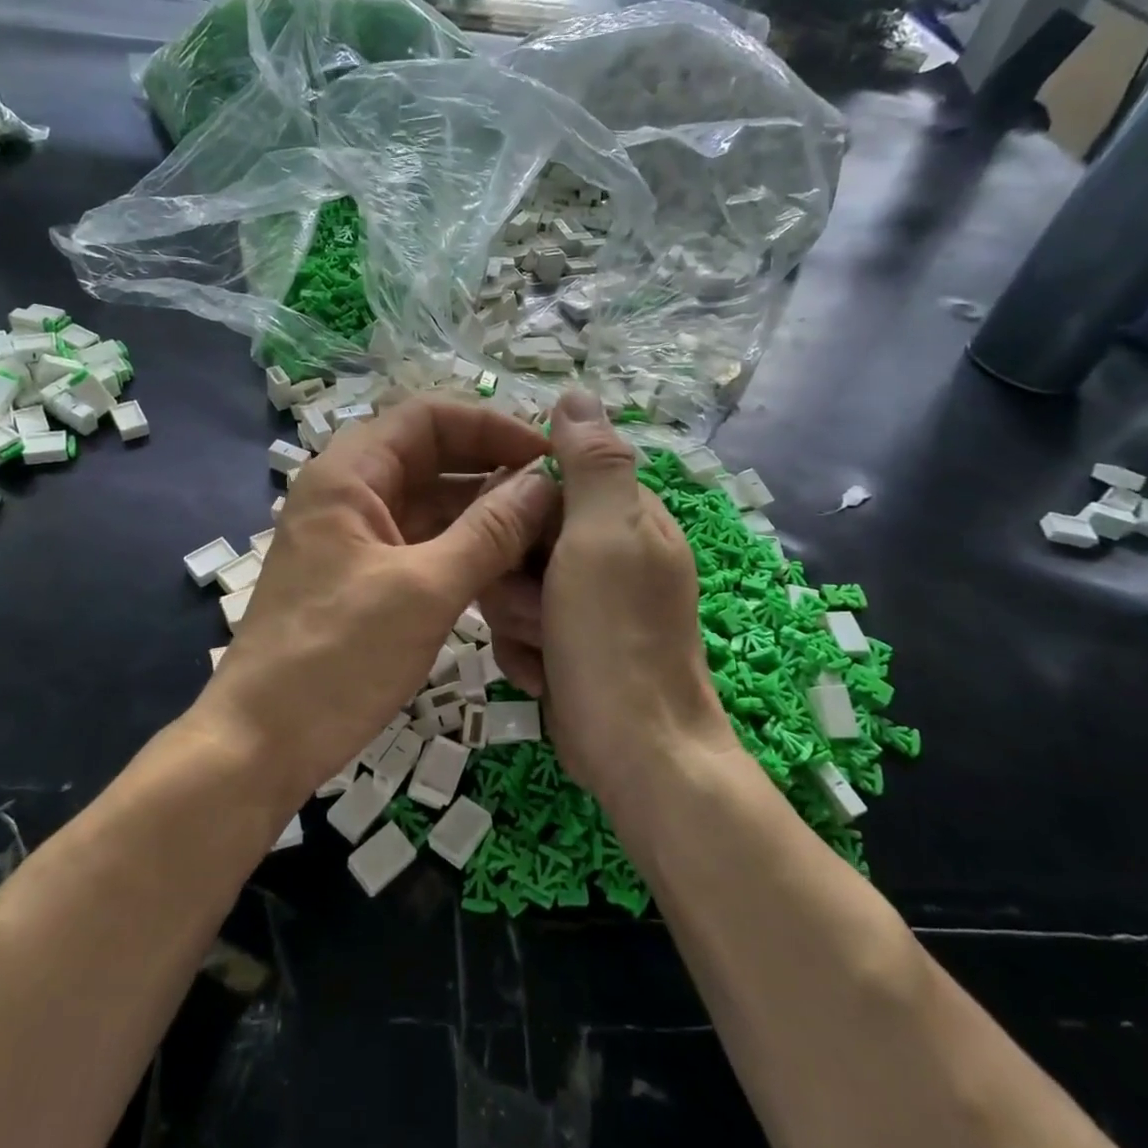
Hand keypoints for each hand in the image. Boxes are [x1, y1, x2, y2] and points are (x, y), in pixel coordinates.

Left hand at [206, 397, 556, 802]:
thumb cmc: (337, 658)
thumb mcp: (424, 590)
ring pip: (431, 505)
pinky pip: (423, 545)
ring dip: (485, 515)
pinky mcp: (364, 578)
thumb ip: (489, 531)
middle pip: (433, 458)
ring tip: (549, 535)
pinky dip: (465, 551)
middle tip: (560, 498)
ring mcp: (356, 538)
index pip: (429, 417)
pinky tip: (511, 571)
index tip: (548, 456)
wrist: (261, 745)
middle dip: (494, 471)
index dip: (492, 426)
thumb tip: (544, 483)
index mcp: (349, 474)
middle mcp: (350, 494)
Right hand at [481, 391, 730, 801]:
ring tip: (546, 645)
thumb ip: (592, 463)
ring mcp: (590, 603)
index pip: (545, 481)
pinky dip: (525, 651)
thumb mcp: (603, 537)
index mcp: (627, 516)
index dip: (517, 509)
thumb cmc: (615, 638)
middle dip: (516, 576)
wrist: (636, 754)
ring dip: (517, 618)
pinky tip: (546, 673)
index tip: (511, 540)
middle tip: (540, 604)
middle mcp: (610, 553)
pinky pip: (521, 627)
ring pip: (513, 584)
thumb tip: (576, 393)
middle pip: (523, 536)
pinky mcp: (572, 644)